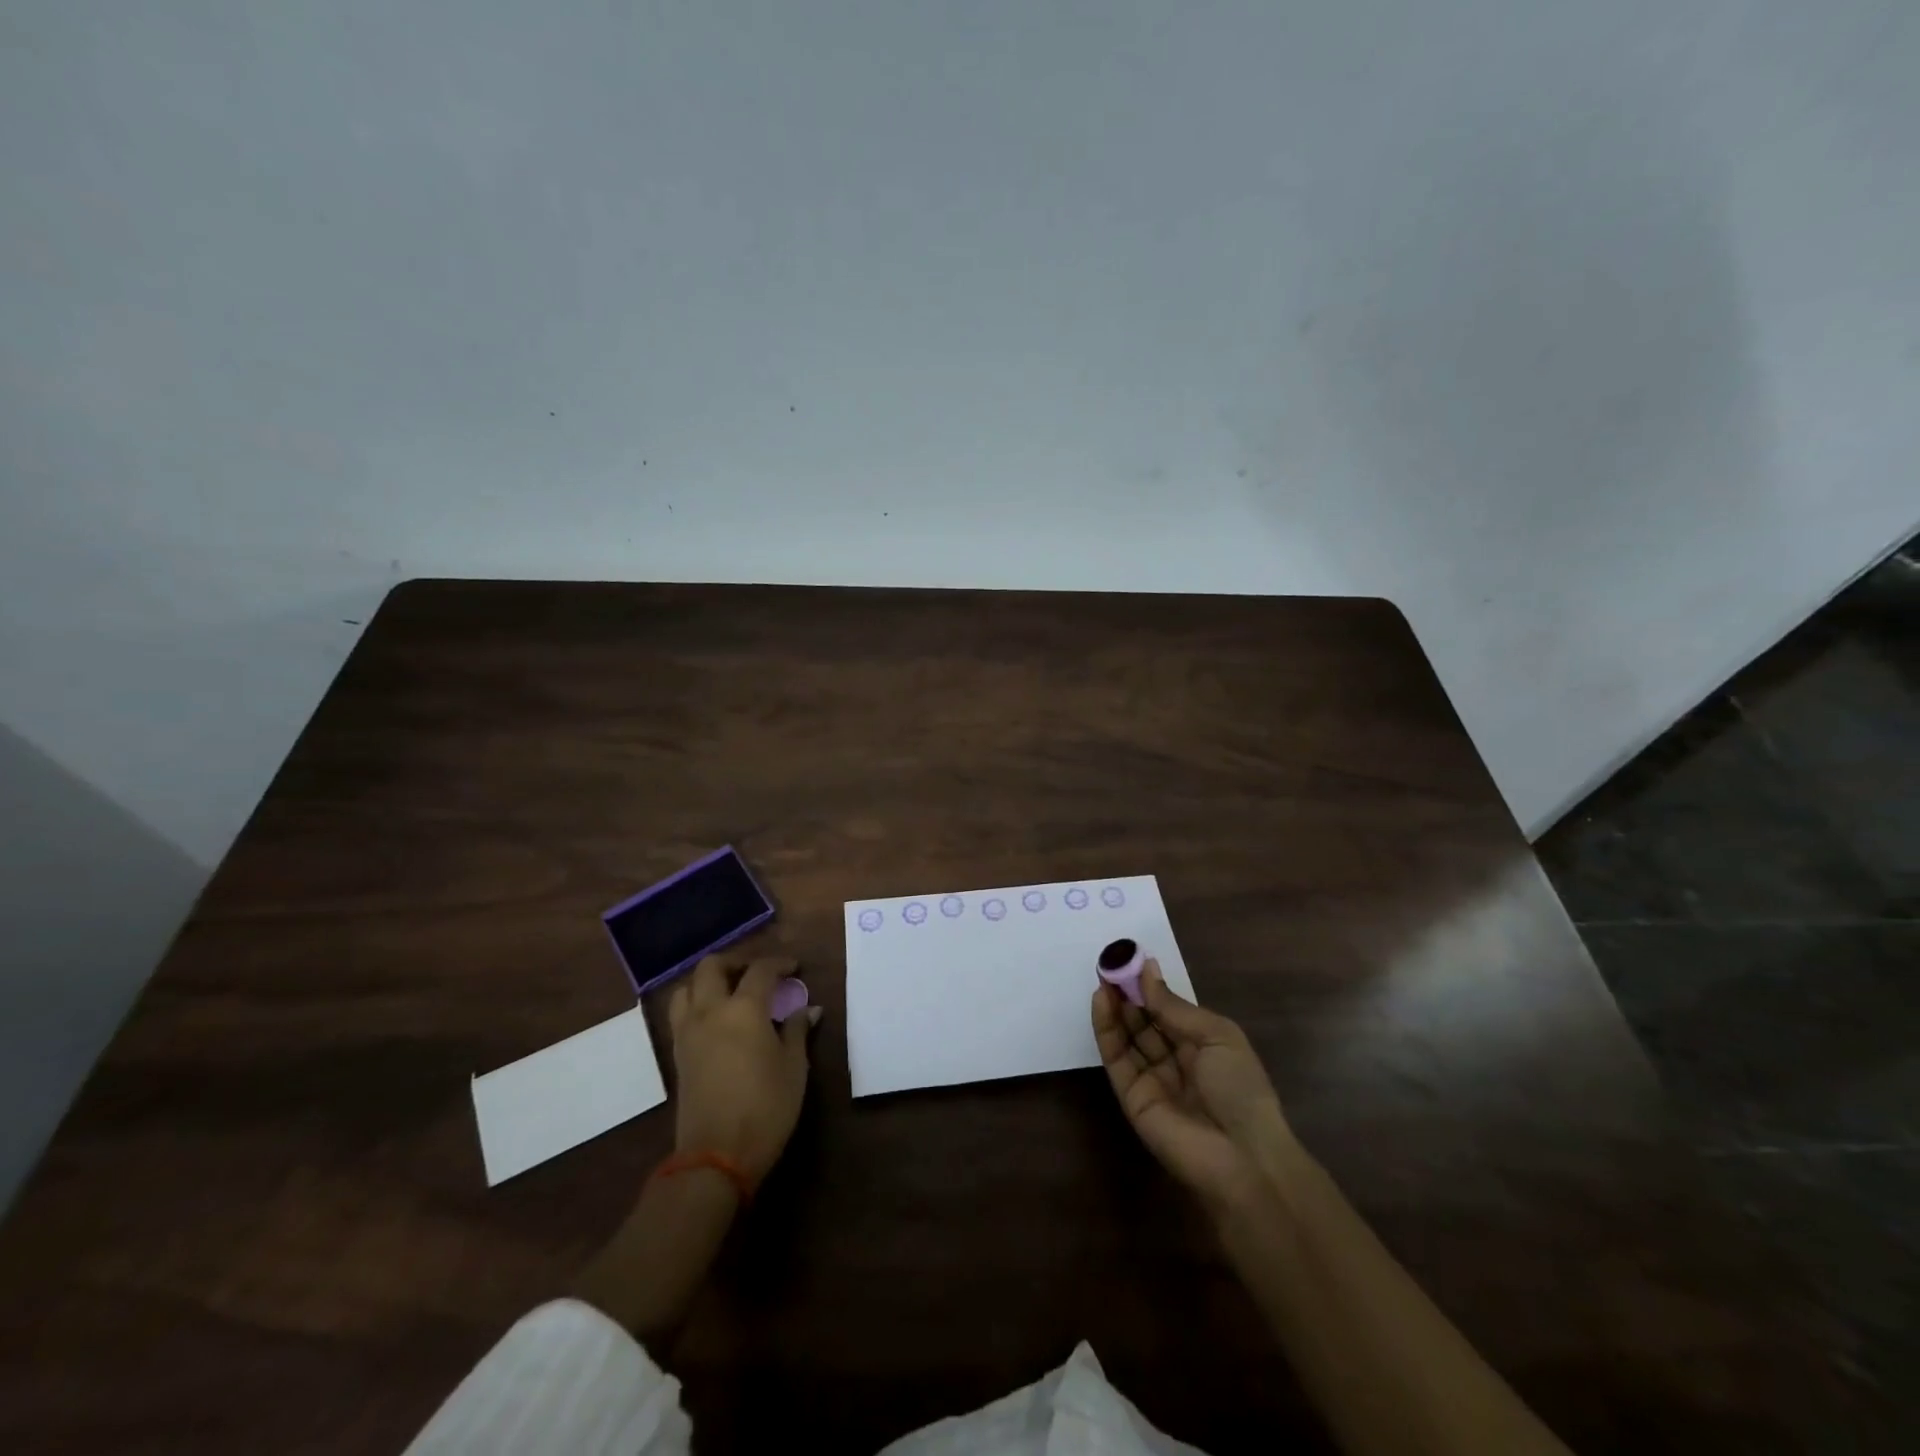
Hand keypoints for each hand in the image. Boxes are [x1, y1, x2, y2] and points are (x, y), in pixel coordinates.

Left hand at [668, 953, 817, 1185]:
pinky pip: (681, 1014)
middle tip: (758, 973)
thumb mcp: (794, 1067)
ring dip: (708, 981)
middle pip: (712, 967)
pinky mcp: (678, 1055)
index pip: (761, 970)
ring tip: (731, 992)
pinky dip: (697, 1004)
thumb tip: (807, 1009)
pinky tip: (717, 1021)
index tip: (794, 968)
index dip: (779, 963)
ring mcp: (688, 1033)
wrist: (716, 1155)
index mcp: (744, 1009)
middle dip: (736, 962)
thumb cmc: (766, 1107)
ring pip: (687, 988)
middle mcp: (710, 1011)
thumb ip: (797, 1031)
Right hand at [1092, 960, 1294, 1214]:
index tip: (1130, 958)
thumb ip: (1174, 1007)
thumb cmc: (1240, 1088)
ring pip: (1127, 1037)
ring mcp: (1152, 1080)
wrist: (1242, 1158)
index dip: (1150, 986)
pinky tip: (1101, 1002)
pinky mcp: (1131, 1097)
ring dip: (1114, 1007)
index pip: (1169, 1011)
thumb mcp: (1216, 1035)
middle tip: (1110, 963)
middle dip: (1128, 993)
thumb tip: (1146, 970)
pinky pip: (1116, 1058)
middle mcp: (1176, 1061)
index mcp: (1203, 1046)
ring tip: (1102, 975)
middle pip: (1145, 1022)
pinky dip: (1106, 1030)